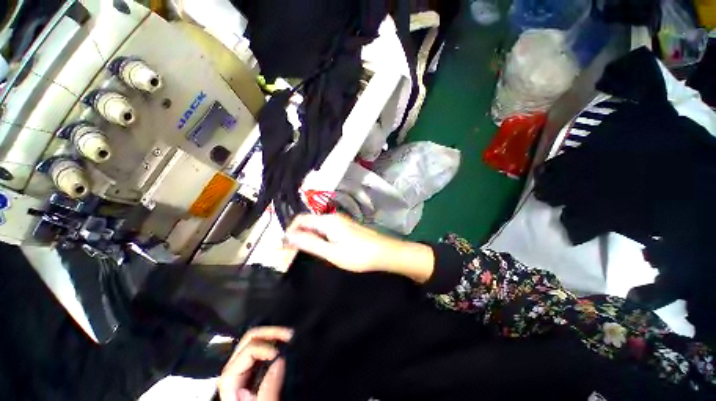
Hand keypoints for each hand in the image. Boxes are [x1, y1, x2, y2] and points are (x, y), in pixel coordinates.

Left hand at [218, 327, 292, 400]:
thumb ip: (269, 388)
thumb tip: (280, 359)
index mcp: (231, 381)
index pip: (246, 352)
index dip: (264, 348)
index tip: (280, 354)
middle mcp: (235, 371)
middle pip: (248, 340)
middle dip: (270, 333)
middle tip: (289, 334)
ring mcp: (245, 370)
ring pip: (256, 341)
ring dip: (274, 335)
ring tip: (290, 336)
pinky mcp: (254, 372)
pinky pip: (263, 350)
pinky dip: (275, 343)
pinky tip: (285, 344)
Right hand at [284, 213, 434, 282]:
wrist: (384, 252)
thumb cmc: (358, 255)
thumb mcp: (331, 252)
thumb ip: (310, 243)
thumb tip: (289, 236)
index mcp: (327, 221)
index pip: (301, 219)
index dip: (290, 231)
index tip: (285, 246)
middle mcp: (333, 217)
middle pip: (309, 221)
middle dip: (298, 234)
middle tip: (293, 252)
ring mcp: (341, 221)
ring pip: (318, 225)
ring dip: (308, 236)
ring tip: (305, 251)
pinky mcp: (347, 227)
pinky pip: (327, 228)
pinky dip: (319, 236)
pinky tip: (321, 247)